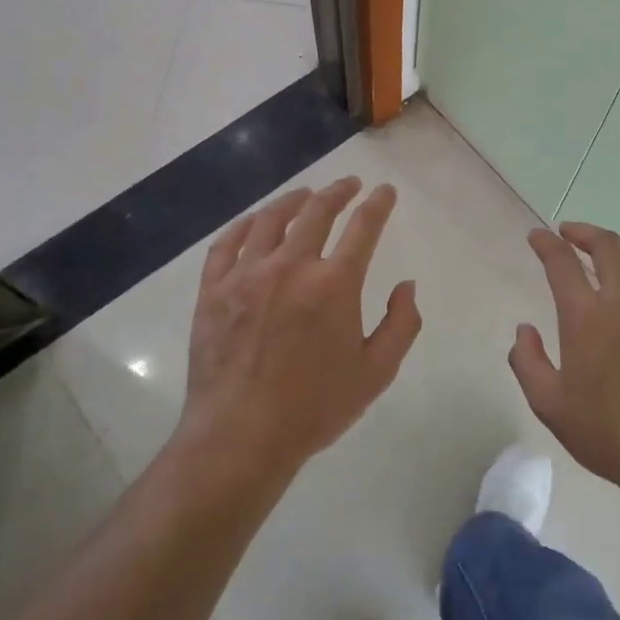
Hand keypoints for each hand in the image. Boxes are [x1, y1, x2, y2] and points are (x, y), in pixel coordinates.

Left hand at [176, 179, 421, 489]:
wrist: (241, 435)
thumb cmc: (315, 408)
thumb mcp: (376, 372)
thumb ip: (402, 324)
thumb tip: (406, 285)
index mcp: (335, 284)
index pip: (363, 227)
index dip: (378, 204)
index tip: (385, 191)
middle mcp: (291, 266)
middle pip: (317, 212)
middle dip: (338, 191)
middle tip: (349, 184)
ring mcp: (247, 274)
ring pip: (270, 219)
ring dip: (293, 200)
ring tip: (304, 194)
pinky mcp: (213, 290)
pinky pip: (226, 243)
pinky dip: (243, 225)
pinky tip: (253, 222)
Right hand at [510, 223, 619, 501]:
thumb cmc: (607, 433)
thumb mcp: (549, 404)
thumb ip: (527, 361)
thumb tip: (524, 329)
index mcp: (587, 317)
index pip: (562, 263)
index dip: (546, 244)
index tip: (537, 236)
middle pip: (607, 248)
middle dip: (584, 233)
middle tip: (569, 232)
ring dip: (616, 245)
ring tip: (603, 246)